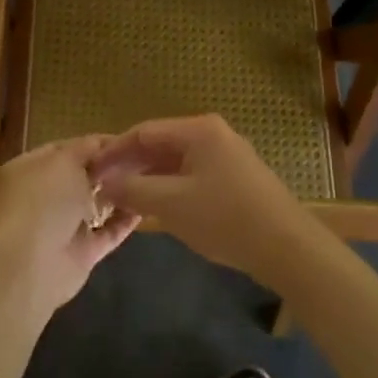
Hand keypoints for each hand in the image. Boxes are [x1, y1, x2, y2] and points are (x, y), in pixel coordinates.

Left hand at [0, 137, 138, 314]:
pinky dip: (125, 221)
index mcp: (29, 170)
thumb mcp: (63, 160)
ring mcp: (61, 227)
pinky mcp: (81, 253)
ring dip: (117, 194)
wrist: (30, 265)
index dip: (92, 144)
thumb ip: (84, 149)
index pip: (63, 150)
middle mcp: (43, 197)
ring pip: (94, 206)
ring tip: (148, 178)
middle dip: (107, 169)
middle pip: (79, 177)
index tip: (124, 141)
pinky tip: (147, 206)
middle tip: (141, 159)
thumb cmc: (42, 200)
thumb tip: (103, 145)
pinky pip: (107, 233)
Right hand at [92, 115, 323, 286]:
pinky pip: (191, 176)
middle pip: (160, 144)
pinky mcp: (235, 179)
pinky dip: (169, 188)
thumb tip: (104, 183)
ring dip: (148, 179)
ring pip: (175, 162)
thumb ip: (133, 190)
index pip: (144, 131)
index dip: (114, 150)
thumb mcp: (171, 204)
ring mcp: (227, 157)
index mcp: (198, 130)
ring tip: (122, 199)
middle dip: (130, 165)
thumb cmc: (225, 218)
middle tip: (102, 187)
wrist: (287, 248)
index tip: (90, 170)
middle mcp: (213, 135)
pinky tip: (155, 207)